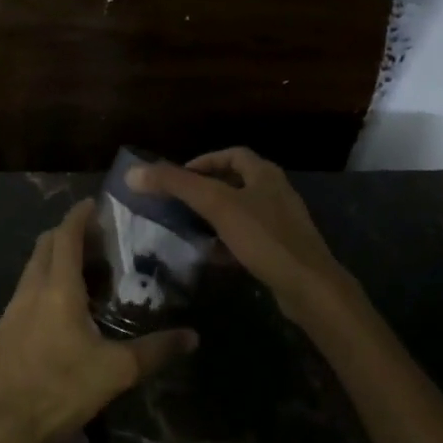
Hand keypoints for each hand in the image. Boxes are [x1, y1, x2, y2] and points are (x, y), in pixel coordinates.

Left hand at [0, 199, 196, 442]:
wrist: (3, 426)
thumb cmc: (61, 389)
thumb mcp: (116, 371)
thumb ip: (155, 351)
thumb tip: (193, 336)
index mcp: (58, 289)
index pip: (65, 236)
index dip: (78, 216)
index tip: (93, 204)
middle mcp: (31, 290)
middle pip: (45, 245)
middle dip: (66, 233)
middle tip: (94, 238)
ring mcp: (11, 310)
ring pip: (32, 269)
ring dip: (53, 260)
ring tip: (81, 272)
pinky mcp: (2, 331)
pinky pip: (24, 293)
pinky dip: (42, 285)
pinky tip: (58, 311)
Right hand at [128, 147, 357, 327]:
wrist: (310, 287)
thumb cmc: (264, 237)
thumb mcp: (217, 206)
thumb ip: (176, 185)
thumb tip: (132, 172)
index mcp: (264, 174)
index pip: (231, 155)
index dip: (203, 161)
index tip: (178, 177)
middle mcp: (275, 192)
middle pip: (235, 182)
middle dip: (205, 191)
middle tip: (177, 203)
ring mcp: (281, 223)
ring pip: (240, 212)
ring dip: (214, 218)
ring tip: (187, 228)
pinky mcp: (281, 250)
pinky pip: (248, 238)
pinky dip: (227, 242)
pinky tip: (211, 256)